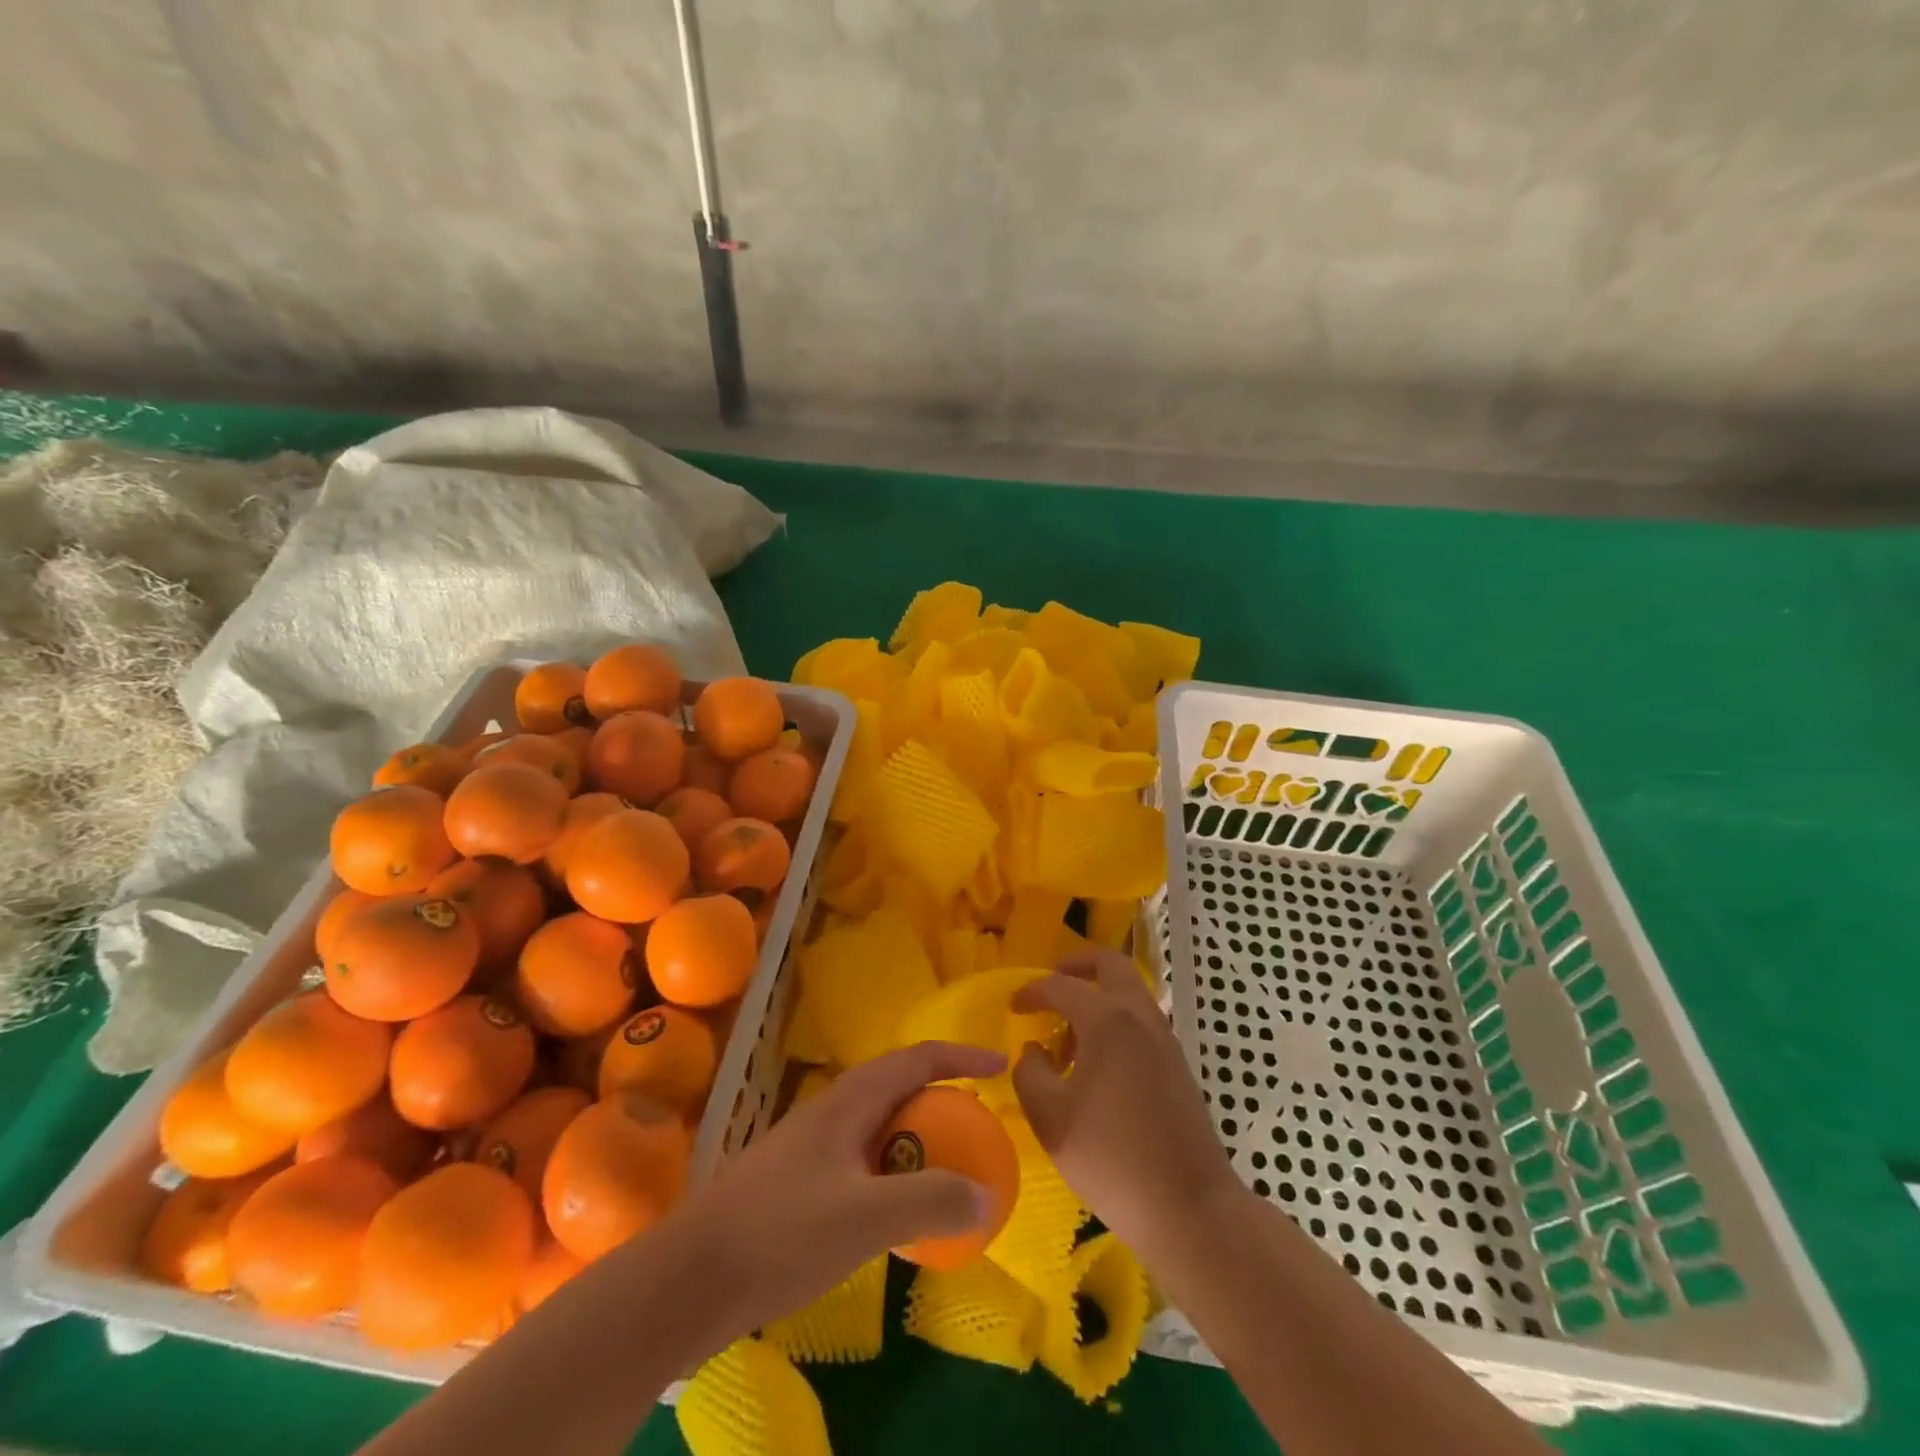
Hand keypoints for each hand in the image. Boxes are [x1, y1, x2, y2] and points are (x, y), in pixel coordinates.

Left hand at [671, 1040, 1006, 1342]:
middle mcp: (831, 1110)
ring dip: (916, 1136)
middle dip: (942, 1096)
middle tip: (977, 1127)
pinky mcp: (797, 1180)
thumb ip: (930, 1201)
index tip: (1000, 1065)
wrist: (690, 1277)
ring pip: (878, 1124)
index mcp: (849, 1100)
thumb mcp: (865, 1218)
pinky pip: (862, 1158)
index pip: (916, 1058)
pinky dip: (892, 1170)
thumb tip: (987, 1195)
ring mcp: (810, 1144)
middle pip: (898, 1086)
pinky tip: (893, 1210)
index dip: (961, 1056)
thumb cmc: (782, 1232)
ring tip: (944, 1167)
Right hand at [1012, 950, 1241, 1259]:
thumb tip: (1034, 1051)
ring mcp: (1164, 1038)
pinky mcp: (1177, 1064)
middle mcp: (1140, 1016)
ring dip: (1097, 997)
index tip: (1012, 1007)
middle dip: (1076, 965)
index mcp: (1108, 1020)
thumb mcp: (1051, 1119)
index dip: (1031, 992)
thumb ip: (1030, 1073)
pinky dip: (1115, 1021)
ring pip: (1129, 992)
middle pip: (1110, 964)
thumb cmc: (1113, 1160)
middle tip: (1050, 986)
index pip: (1061, 986)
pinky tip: (1096, 1065)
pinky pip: (1140, 1020)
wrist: (1191, 1208)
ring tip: (1067, 1038)